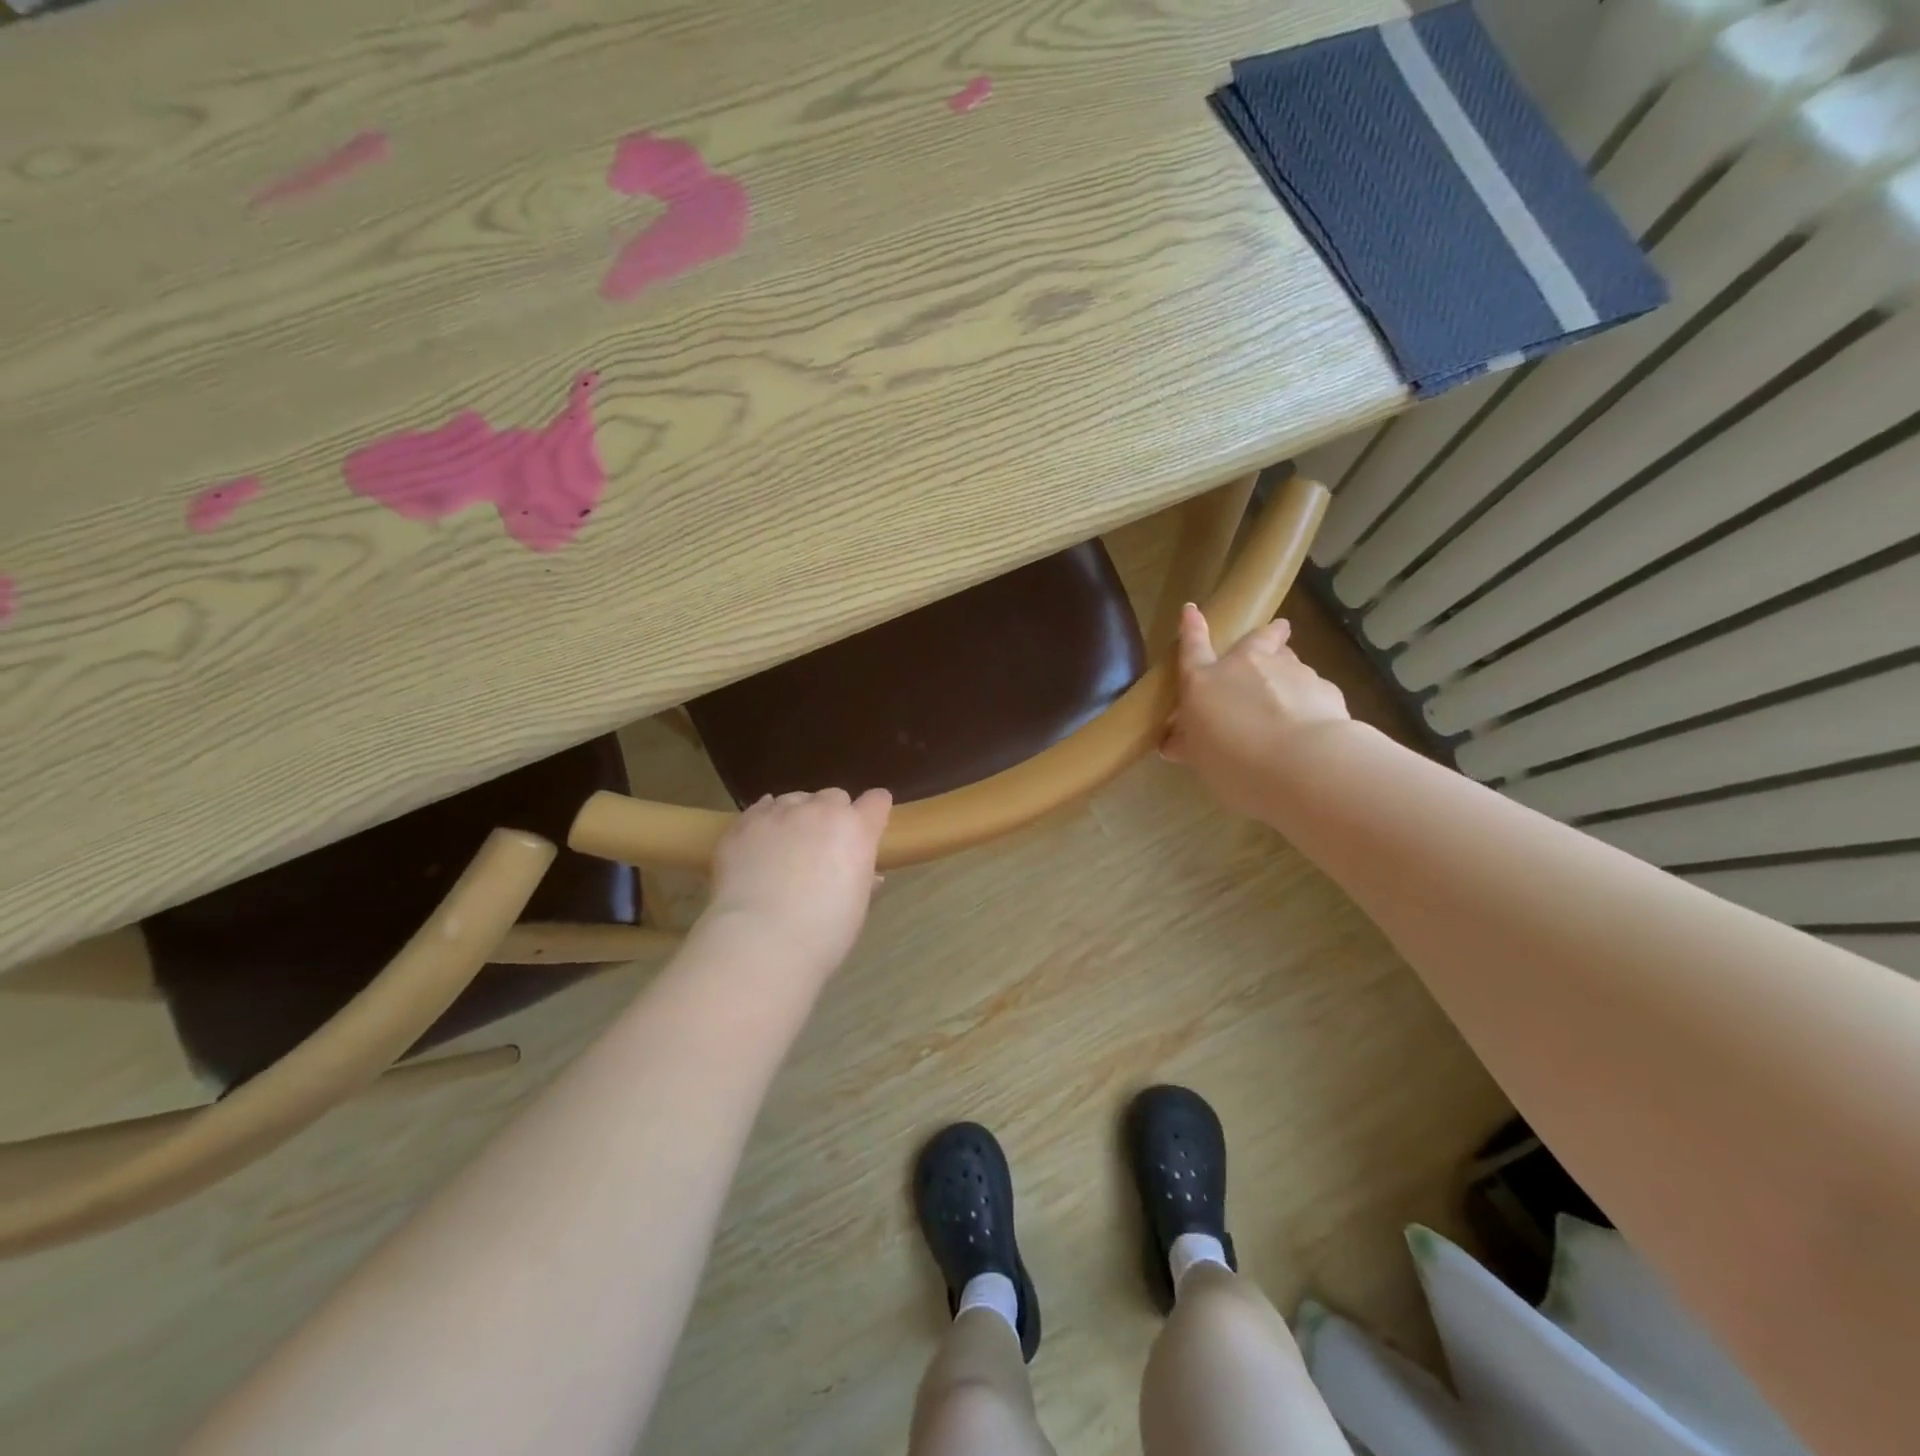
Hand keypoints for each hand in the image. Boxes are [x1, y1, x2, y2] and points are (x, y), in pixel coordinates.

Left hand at [704, 787, 892, 973]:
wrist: (762, 939)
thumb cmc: (824, 931)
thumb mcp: (857, 908)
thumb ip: (863, 881)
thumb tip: (869, 876)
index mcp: (856, 829)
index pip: (876, 801)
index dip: (873, 811)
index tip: (869, 825)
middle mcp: (820, 810)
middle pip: (834, 796)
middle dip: (833, 814)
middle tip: (824, 845)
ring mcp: (780, 813)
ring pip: (794, 799)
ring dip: (797, 816)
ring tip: (786, 846)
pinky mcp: (744, 823)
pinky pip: (759, 809)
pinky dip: (764, 821)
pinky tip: (759, 843)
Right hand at [1161, 603, 1349, 817]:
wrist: (1302, 765)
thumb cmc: (1233, 762)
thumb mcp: (1200, 759)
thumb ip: (1190, 745)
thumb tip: (1173, 744)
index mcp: (1205, 681)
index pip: (1192, 647)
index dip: (1191, 628)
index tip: (1191, 610)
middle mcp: (1247, 665)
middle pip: (1257, 639)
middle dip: (1266, 634)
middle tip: (1276, 631)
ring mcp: (1289, 671)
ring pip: (1288, 662)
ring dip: (1286, 672)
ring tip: (1290, 696)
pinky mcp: (1324, 688)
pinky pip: (1313, 690)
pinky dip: (1309, 701)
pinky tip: (1312, 725)